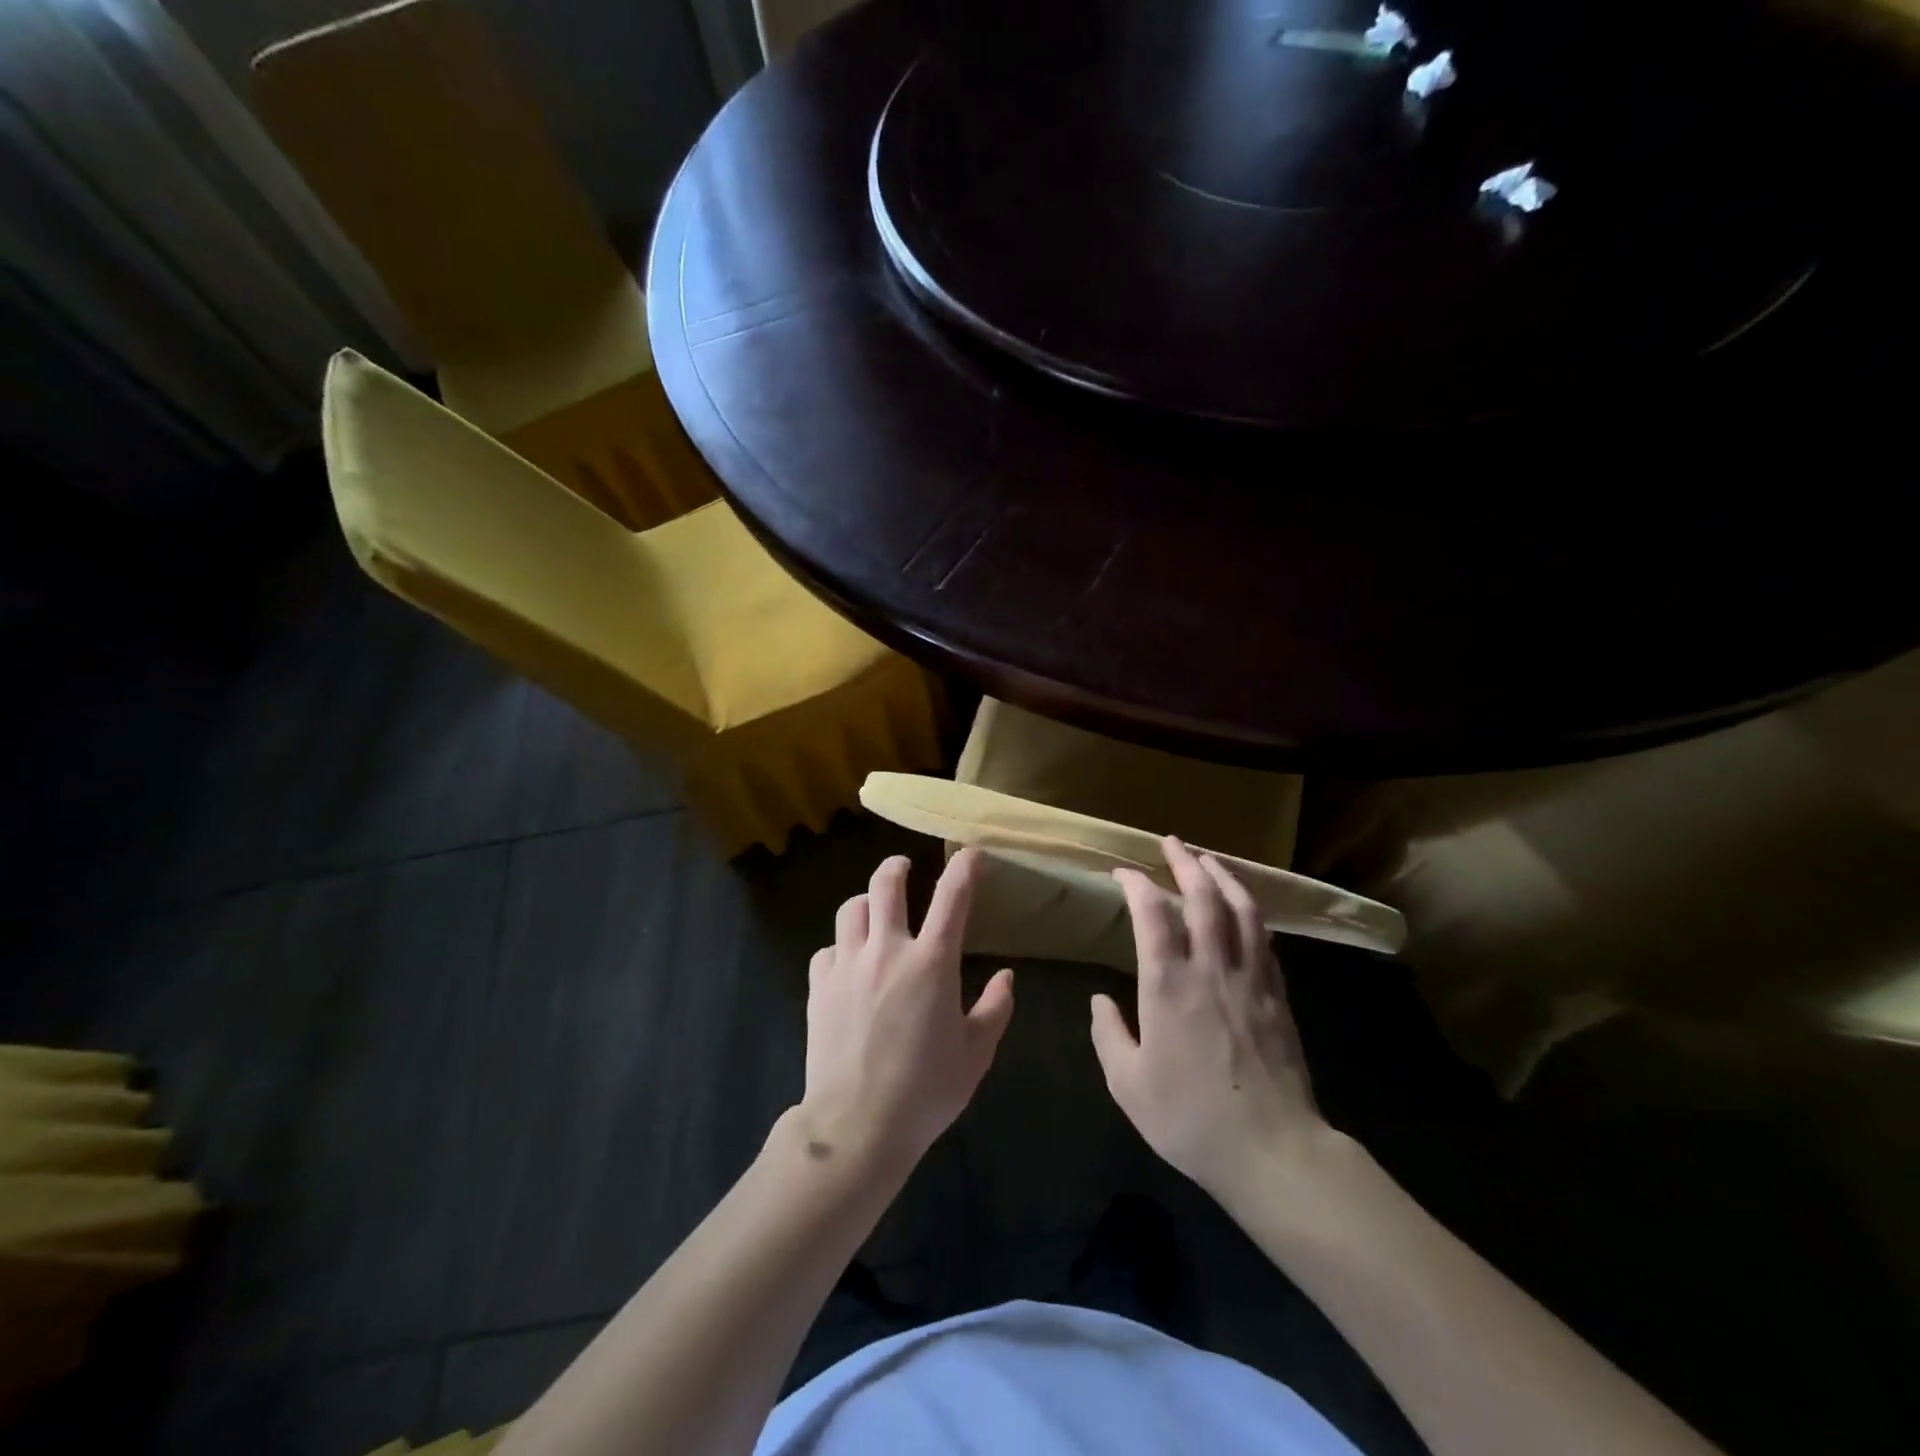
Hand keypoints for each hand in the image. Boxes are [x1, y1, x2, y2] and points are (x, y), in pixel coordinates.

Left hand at [800, 849, 1014, 1171]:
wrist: (856, 1127)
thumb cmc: (925, 1092)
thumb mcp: (975, 1055)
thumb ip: (995, 1009)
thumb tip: (1005, 977)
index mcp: (931, 963)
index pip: (952, 897)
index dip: (964, 868)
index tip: (972, 855)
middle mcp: (887, 951)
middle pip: (886, 884)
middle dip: (898, 867)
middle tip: (905, 868)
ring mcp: (847, 965)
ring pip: (850, 909)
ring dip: (866, 904)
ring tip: (874, 914)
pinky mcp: (818, 986)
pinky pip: (827, 950)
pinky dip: (840, 949)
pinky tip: (848, 966)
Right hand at [1091, 838, 1326, 1206]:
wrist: (1273, 1151)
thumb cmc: (1190, 1118)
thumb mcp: (1128, 1084)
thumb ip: (1108, 1035)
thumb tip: (1098, 1000)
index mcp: (1168, 986)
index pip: (1152, 915)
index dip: (1137, 885)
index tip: (1124, 873)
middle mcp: (1210, 969)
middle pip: (1202, 898)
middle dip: (1185, 862)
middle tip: (1171, 841)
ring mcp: (1249, 979)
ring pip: (1241, 911)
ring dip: (1223, 877)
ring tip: (1209, 859)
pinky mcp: (1276, 996)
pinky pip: (1263, 939)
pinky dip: (1250, 912)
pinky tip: (1243, 910)